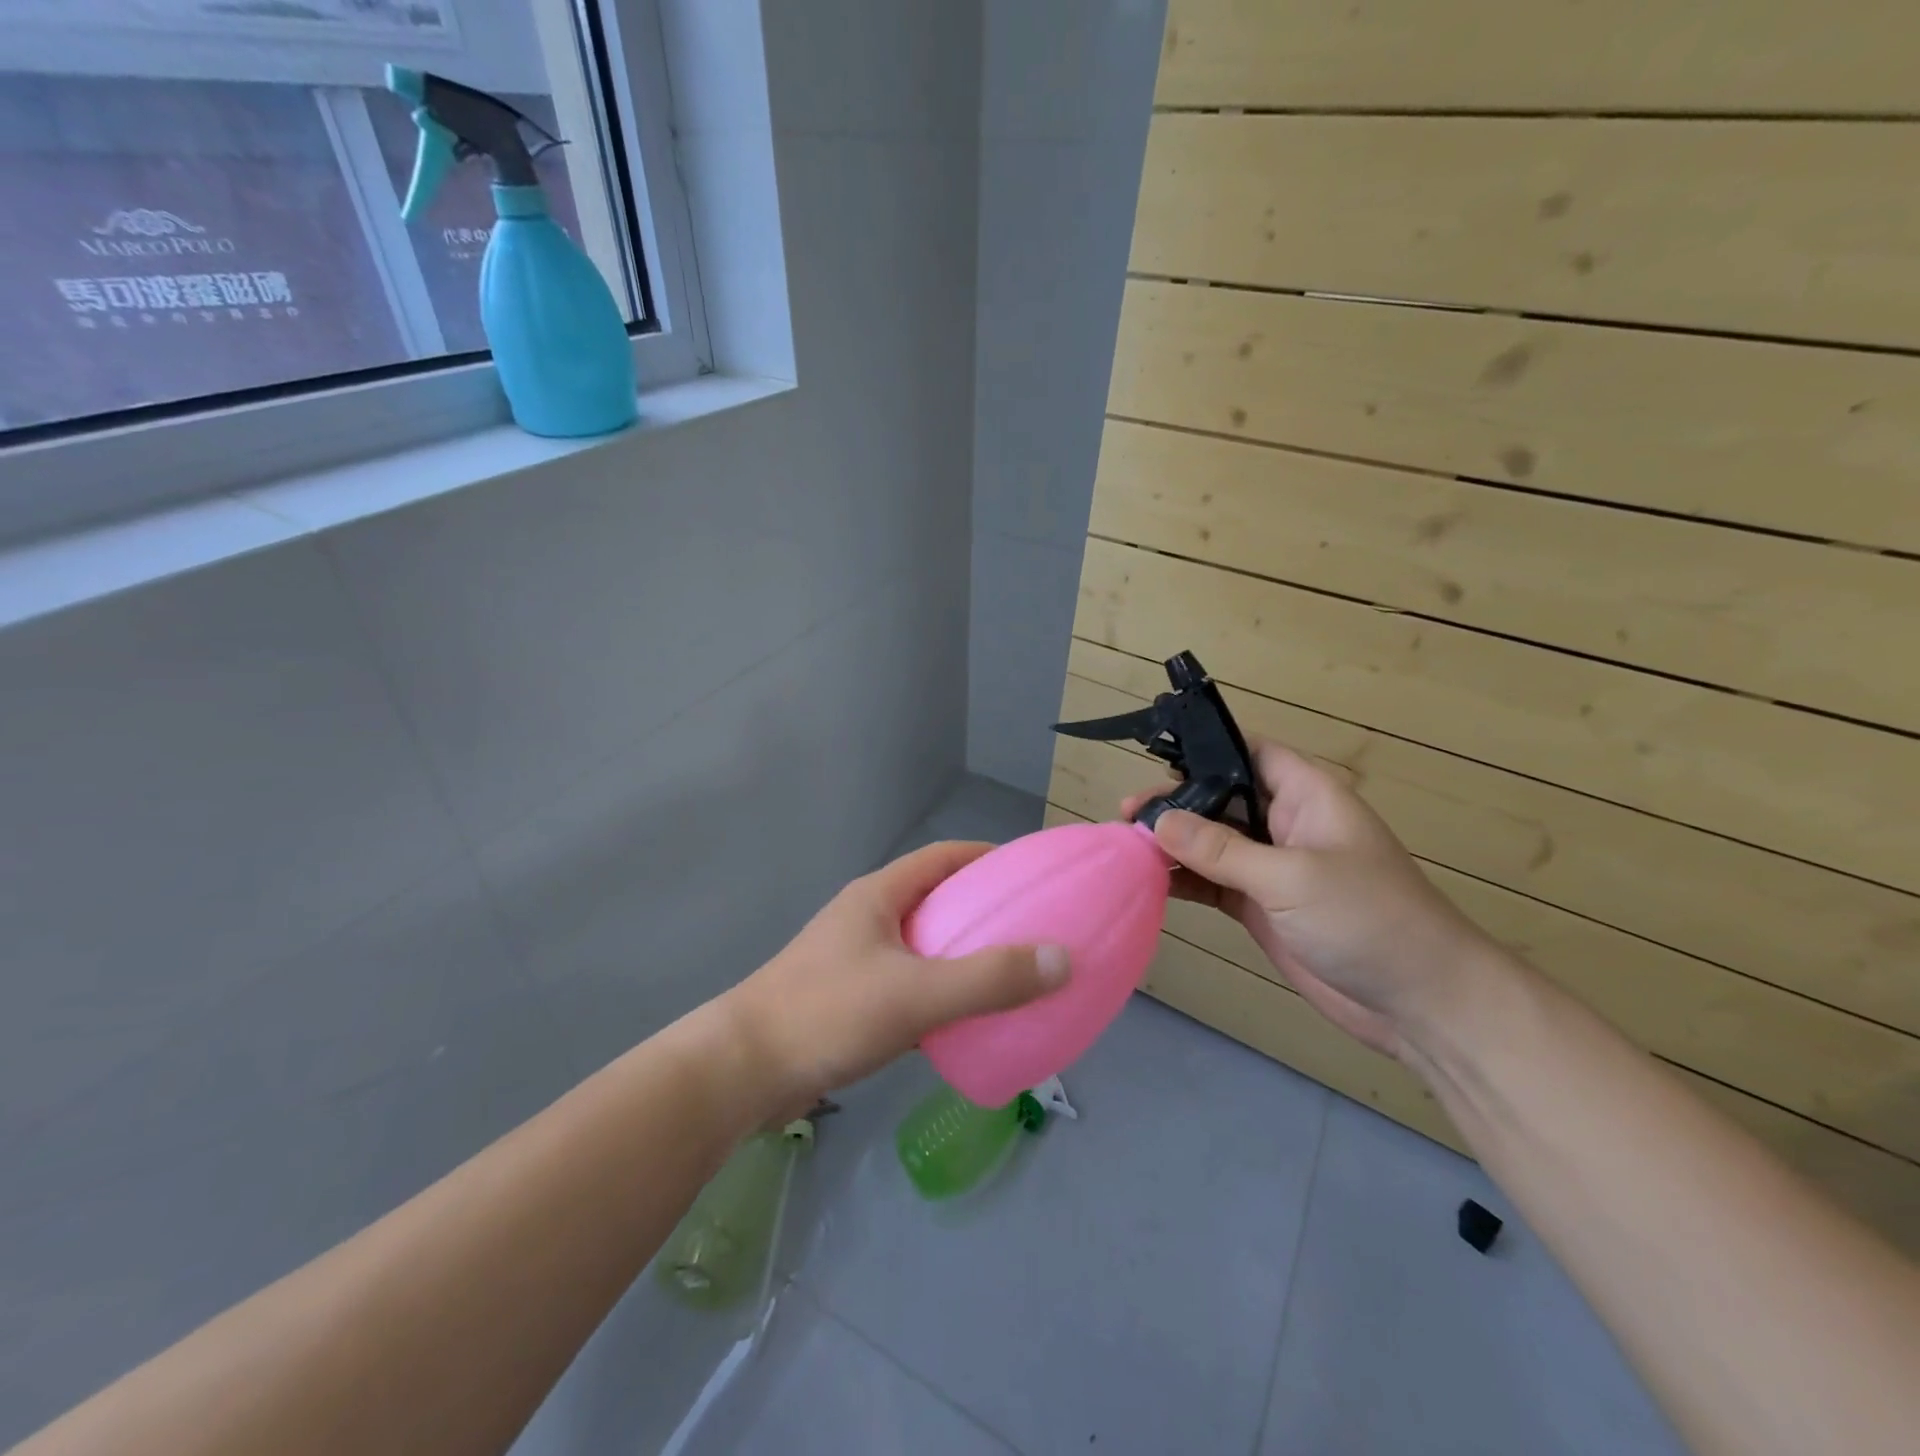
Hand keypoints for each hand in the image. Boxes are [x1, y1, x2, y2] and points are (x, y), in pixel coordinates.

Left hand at [719, 841, 1068, 1111]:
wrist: (743, 1071)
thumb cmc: (828, 1014)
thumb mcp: (916, 994)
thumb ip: (989, 979)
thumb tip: (1062, 958)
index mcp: (879, 896)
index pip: (943, 857)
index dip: (988, 857)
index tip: (1030, 873)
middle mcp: (867, 918)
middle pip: (935, 900)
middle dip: (981, 910)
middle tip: (1031, 929)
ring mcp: (854, 960)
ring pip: (922, 946)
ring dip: (961, 955)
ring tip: (1009, 974)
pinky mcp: (848, 1000)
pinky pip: (908, 985)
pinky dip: (940, 994)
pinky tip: (965, 1021)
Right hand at [1126, 741, 1495, 1058]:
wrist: (1418, 1004)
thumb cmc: (1367, 918)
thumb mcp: (1291, 876)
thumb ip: (1221, 849)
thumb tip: (1157, 822)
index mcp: (1306, 795)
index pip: (1251, 753)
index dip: (1207, 748)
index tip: (1156, 757)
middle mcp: (1285, 823)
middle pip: (1220, 798)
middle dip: (1175, 802)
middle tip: (1126, 813)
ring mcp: (1271, 867)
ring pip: (1211, 842)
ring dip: (1172, 843)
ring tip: (1124, 844)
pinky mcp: (1261, 906)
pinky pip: (1213, 882)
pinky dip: (1183, 880)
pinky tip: (1148, 881)